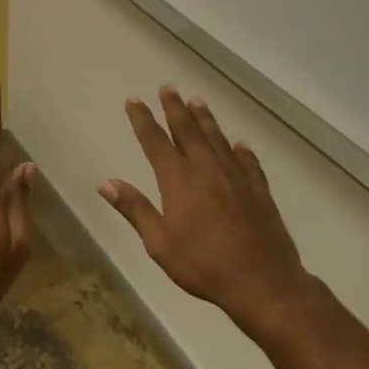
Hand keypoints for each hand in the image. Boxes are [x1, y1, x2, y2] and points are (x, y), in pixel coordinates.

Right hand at [100, 88, 320, 332]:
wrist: (261, 282)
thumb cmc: (203, 265)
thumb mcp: (159, 243)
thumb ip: (135, 209)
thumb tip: (106, 183)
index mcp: (178, 181)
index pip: (156, 142)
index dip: (143, 120)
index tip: (135, 100)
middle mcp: (207, 170)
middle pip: (188, 131)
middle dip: (175, 108)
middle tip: (168, 87)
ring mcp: (236, 177)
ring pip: (217, 139)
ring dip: (205, 119)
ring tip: (197, 101)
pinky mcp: (259, 190)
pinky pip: (247, 161)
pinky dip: (240, 149)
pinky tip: (239, 144)